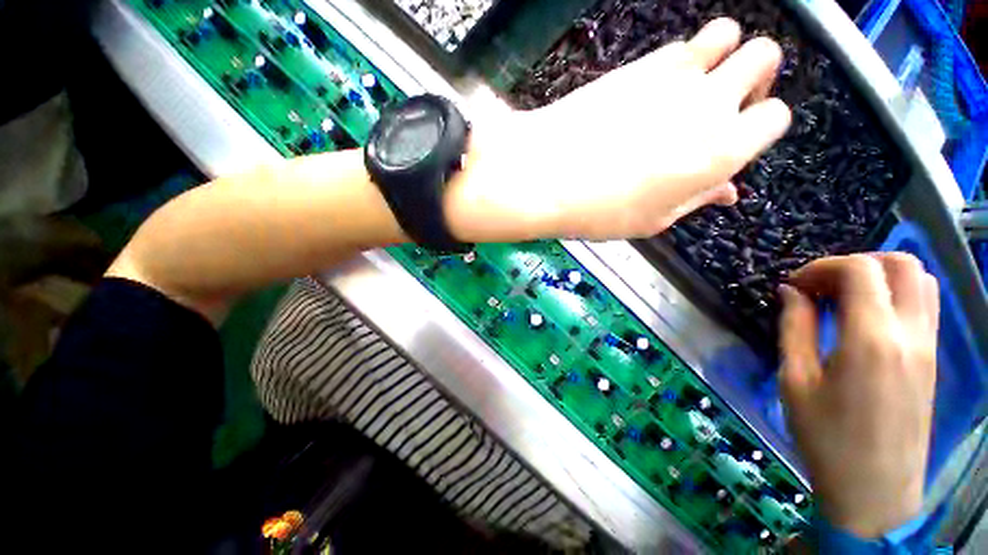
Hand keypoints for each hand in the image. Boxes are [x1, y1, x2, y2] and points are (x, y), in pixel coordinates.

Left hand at [446, 18, 790, 241]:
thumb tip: (727, 190)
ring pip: (727, 33)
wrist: (546, 176)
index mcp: (722, 150)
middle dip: (754, 77)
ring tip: (695, 86)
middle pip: (765, 57)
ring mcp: (675, 74)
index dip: (759, 127)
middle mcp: (711, 102)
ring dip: (723, 54)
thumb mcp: (653, 220)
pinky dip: (682, 59)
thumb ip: (696, 199)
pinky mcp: (639, 64)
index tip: (737, 139)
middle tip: (725, 104)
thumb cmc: (598, 211)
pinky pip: (679, 44)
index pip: (775, 118)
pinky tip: (657, 87)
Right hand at [778, 254, 939, 537]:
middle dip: (855, 263)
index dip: (821, 266)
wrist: (874, 490)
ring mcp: (928, 346)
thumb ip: (794, 327)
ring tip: (844, 297)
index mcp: (871, 340)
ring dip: (880, 275)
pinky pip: (924, 304)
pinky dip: (896, 293)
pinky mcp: (932, 358)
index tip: (795, 284)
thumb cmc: (826, 437)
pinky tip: (867, 316)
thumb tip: (791, 291)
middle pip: (899, 264)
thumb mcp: (796, 380)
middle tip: (821, 286)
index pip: (859, 271)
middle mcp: (910, 334)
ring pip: (920, 280)